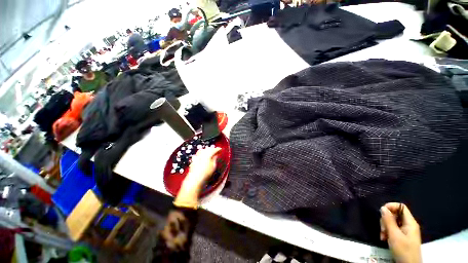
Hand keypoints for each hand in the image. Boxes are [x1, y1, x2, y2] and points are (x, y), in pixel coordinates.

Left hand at [174, 147, 221, 207]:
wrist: (195, 179)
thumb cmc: (205, 173)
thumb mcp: (213, 166)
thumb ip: (214, 159)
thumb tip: (216, 155)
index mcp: (208, 154)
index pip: (214, 150)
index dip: (218, 149)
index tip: (220, 149)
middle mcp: (202, 154)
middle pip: (208, 149)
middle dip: (212, 149)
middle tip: (216, 150)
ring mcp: (197, 156)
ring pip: (202, 150)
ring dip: (206, 150)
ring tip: (210, 152)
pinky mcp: (194, 160)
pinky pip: (198, 153)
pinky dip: (202, 153)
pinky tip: (203, 155)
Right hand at [380, 203, 421, 262]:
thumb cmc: (403, 250)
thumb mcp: (394, 235)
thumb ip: (389, 221)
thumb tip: (383, 207)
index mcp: (410, 222)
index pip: (400, 207)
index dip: (390, 207)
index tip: (381, 213)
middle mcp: (409, 224)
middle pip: (395, 214)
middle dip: (385, 220)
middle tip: (382, 230)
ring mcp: (406, 231)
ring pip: (392, 222)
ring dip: (385, 227)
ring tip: (383, 236)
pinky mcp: (403, 236)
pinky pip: (393, 229)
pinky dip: (387, 232)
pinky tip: (385, 239)